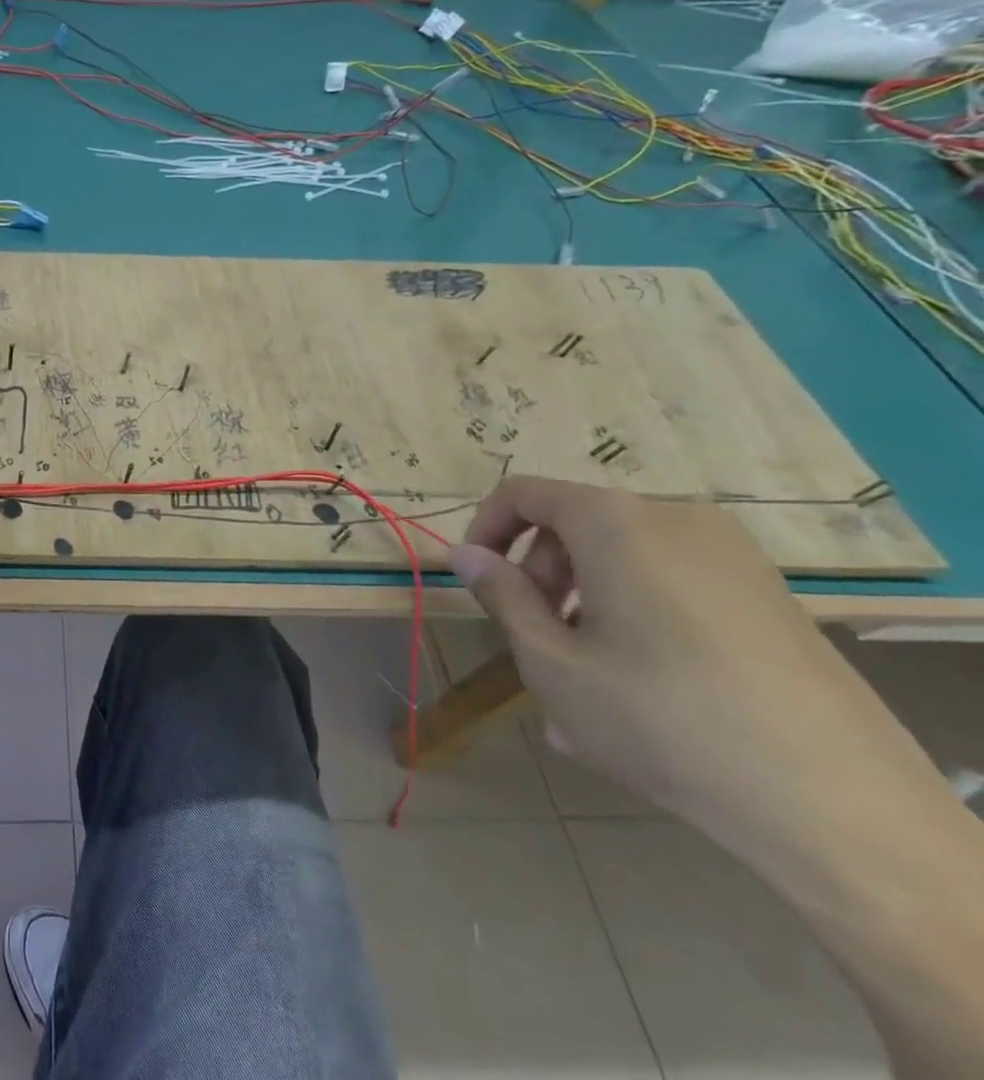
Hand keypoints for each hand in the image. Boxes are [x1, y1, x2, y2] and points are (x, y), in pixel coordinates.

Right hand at [449, 476, 893, 833]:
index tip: (477, 580)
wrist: (837, 807)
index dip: (486, 529)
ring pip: (625, 558)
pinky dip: (638, 613)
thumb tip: (465, 554)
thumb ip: (501, 595)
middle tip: (534, 638)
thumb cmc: (659, 718)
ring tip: (583, 676)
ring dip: (587, 599)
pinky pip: (675, 584)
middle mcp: (676, 519)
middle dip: (541, 574)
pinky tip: (641, 686)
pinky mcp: (773, 597)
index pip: (524, 494)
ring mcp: (734, 557)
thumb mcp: (550, 661)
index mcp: (615, 521)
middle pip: (577, 524)